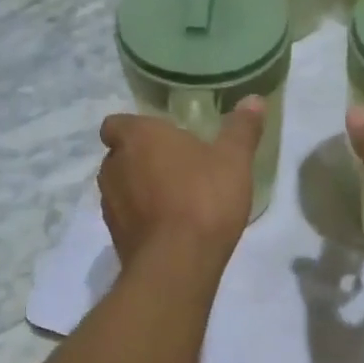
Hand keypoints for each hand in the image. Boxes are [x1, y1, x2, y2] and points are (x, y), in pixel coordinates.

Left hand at [98, 100, 264, 268]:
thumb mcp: (234, 159)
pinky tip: (171, 227)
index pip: (116, 123)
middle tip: (176, 166)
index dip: (135, 129)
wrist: (178, 263)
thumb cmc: (204, 197)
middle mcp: (114, 166)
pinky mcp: (115, 236)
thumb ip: (241, 128)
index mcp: (138, 138)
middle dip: (141, 159)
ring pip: (121, 187)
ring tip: (175, 199)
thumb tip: (253, 99)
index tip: (161, 138)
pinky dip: (142, 218)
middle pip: (119, 155)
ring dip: (140, 189)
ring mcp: (110, 204)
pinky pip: (127, 217)